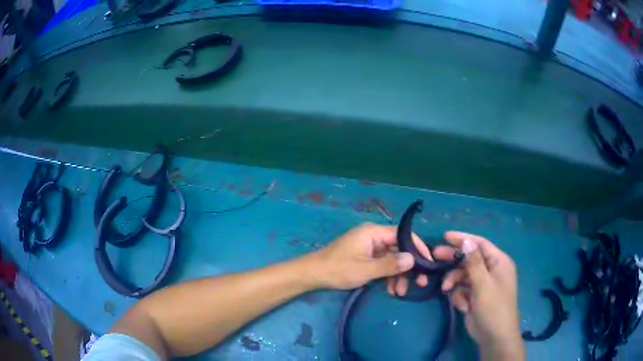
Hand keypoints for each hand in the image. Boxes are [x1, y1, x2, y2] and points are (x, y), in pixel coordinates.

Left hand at [312, 223, 429, 289]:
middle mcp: (373, 236)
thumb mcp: (366, 270)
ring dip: (398, 275)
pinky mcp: (366, 257)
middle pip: (399, 248)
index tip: (428, 262)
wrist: (314, 274)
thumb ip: (390, 264)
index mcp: (373, 232)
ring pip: (392, 259)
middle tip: (420, 283)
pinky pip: (383, 264)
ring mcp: (369, 247)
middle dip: (408, 267)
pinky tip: (391, 290)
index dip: (417, 247)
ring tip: (401, 292)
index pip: (403, 235)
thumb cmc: (338, 269)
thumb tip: (412, 259)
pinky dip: (388, 276)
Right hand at [437, 231, 523, 360]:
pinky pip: (462, 289)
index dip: (463, 238)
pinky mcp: (475, 296)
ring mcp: (483, 283)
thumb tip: (466, 240)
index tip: (445, 236)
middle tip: (435, 256)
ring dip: (454, 281)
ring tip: (446, 289)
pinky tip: (462, 306)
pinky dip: (459, 295)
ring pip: (463, 274)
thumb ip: (474, 262)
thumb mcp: (483, 284)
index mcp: (498, 262)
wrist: (494, 337)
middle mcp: (491, 270)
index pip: (480, 243)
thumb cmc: (493, 307)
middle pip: (469, 258)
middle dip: (453, 259)